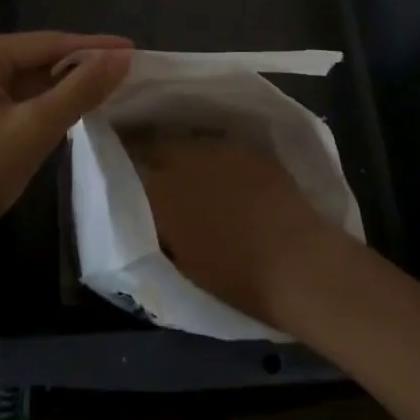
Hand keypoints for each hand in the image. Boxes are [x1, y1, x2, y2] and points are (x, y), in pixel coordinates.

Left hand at [0, 32, 131, 247]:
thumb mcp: (32, 131)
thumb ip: (79, 90)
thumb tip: (121, 57)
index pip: (50, 42)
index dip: (96, 48)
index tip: (135, 52)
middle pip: (36, 59)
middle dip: (79, 69)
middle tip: (125, 77)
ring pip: (23, 82)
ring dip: (60, 90)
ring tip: (105, 94)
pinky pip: (9, 100)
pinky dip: (38, 107)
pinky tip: (64, 115)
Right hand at [126, 130, 341, 327]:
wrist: (297, 262)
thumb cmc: (235, 278)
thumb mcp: (180, 260)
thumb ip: (160, 229)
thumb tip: (154, 215)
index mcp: (160, 191)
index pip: (132, 163)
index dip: (127, 165)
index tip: (123, 169)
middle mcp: (185, 159)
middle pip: (159, 143)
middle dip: (153, 152)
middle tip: (152, 166)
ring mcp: (221, 149)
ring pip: (191, 142)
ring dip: (185, 152)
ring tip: (187, 167)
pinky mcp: (251, 148)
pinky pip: (222, 145)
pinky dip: (216, 156)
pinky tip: (222, 170)